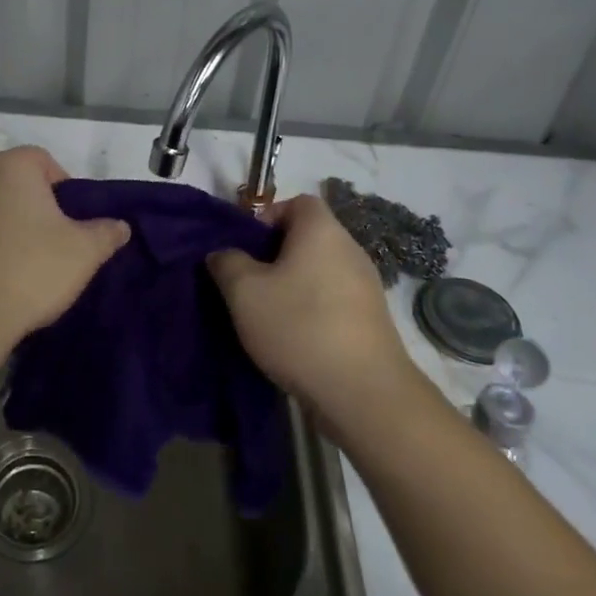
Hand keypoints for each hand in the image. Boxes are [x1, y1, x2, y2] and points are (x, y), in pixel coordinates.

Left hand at [0, 147, 129, 353]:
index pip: (44, 161)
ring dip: (8, 229)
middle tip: (54, 244)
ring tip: (25, 267)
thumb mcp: (84, 252)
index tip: (72, 221)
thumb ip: (106, 233)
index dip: (64, 188)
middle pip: (15, 185)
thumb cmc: (30, 269)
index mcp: (12, 167)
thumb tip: (120, 226)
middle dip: (36, 208)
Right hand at [207, 196, 441, 438]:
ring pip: (319, 271)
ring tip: (268, 315)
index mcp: (322, 231)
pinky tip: (295, 339)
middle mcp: (350, 249)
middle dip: (275, 256)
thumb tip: (224, 255)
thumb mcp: (244, 292)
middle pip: (308, 237)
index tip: (247, 247)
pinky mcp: (372, 321)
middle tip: (249, 283)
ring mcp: (366, 286)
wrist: (364, 393)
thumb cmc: (299, 327)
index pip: (297, 202)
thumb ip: (227, 263)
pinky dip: (313, 310)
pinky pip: (334, 300)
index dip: (268, 216)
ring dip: (293, 286)